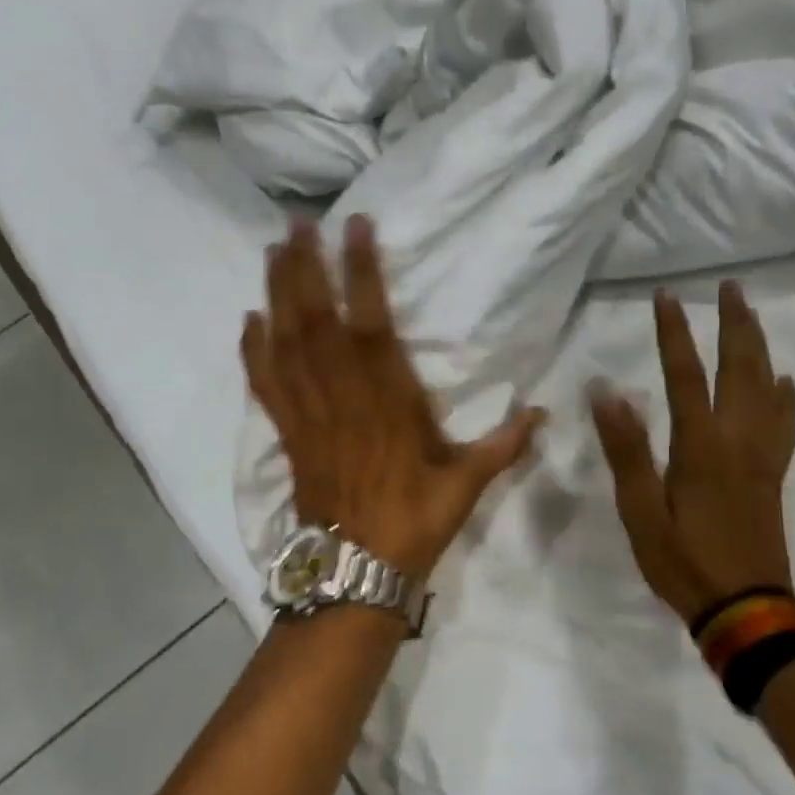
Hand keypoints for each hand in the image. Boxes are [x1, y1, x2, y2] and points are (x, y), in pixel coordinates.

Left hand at [241, 217, 545, 577]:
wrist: (357, 571)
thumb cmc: (415, 521)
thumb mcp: (467, 483)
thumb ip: (504, 444)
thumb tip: (545, 414)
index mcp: (388, 399)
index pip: (372, 321)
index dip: (362, 271)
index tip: (355, 226)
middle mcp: (342, 395)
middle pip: (316, 319)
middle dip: (305, 266)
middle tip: (297, 222)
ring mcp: (309, 412)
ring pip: (286, 342)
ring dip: (277, 293)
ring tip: (274, 250)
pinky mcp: (288, 432)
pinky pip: (265, 384)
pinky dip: (253, 350)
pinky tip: (248, 319)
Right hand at [590, 282, 794, 624]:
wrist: (746, 610)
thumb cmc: (683, 561)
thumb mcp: (641, 510)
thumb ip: (626, 449)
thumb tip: (606, 391)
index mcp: (700, 445)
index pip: (684, 374)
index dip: (673, 332)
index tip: (667, 296)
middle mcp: (737, 439)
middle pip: (739, 368)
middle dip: (733, 323)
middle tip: (730, 287)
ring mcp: (762, 456)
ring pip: (766, 387)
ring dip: (759, 346)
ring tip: (753, 316)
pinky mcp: (773, 474)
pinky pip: (786, 423)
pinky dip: (786, 395)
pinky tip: (785, 380)